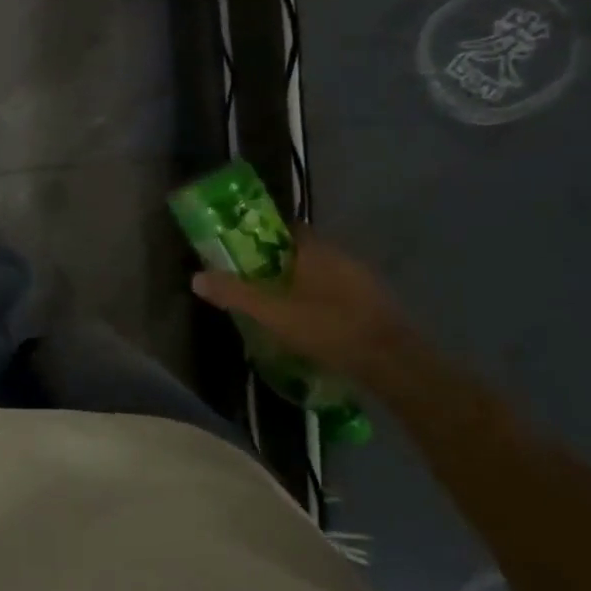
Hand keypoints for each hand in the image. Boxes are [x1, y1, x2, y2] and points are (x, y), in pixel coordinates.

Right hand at [191, 229, 415, 384]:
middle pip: (301, 251)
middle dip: (278, 263)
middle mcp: (339, 255)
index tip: (241, 250)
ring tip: (278, 307)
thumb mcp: (273, 313)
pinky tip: (310, 324)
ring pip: (321, 273)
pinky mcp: (373, 303)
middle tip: (253, 282)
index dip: (261, 235)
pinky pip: (337, 292)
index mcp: (314, 249)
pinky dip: (321, 301)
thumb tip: (196, 277)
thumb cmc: (329, 327)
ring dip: (300, 284)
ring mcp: (361, 279)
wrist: (394, 363)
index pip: (284, 228)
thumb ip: (235, 294)